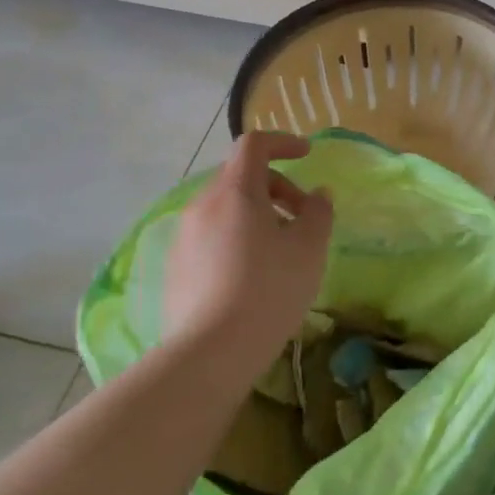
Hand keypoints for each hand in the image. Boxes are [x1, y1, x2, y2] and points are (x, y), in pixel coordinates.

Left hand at [163, 132, 333, 378]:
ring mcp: (184, 236)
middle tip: (303, 218)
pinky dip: (236, 238)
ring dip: (256, 215)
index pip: (254, 145)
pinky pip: (210, 236)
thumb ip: (318, 212)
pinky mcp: (175, 267)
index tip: (307, 155)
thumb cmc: (269, 290)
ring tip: (280, 251)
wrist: (211, 352)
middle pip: (241, 177)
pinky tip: (251, 277)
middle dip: (276, 187)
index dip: (283, 142)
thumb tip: (318, 195)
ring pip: (224, 209)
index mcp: (235, 191)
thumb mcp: (309, 249)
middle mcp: (203, 205)